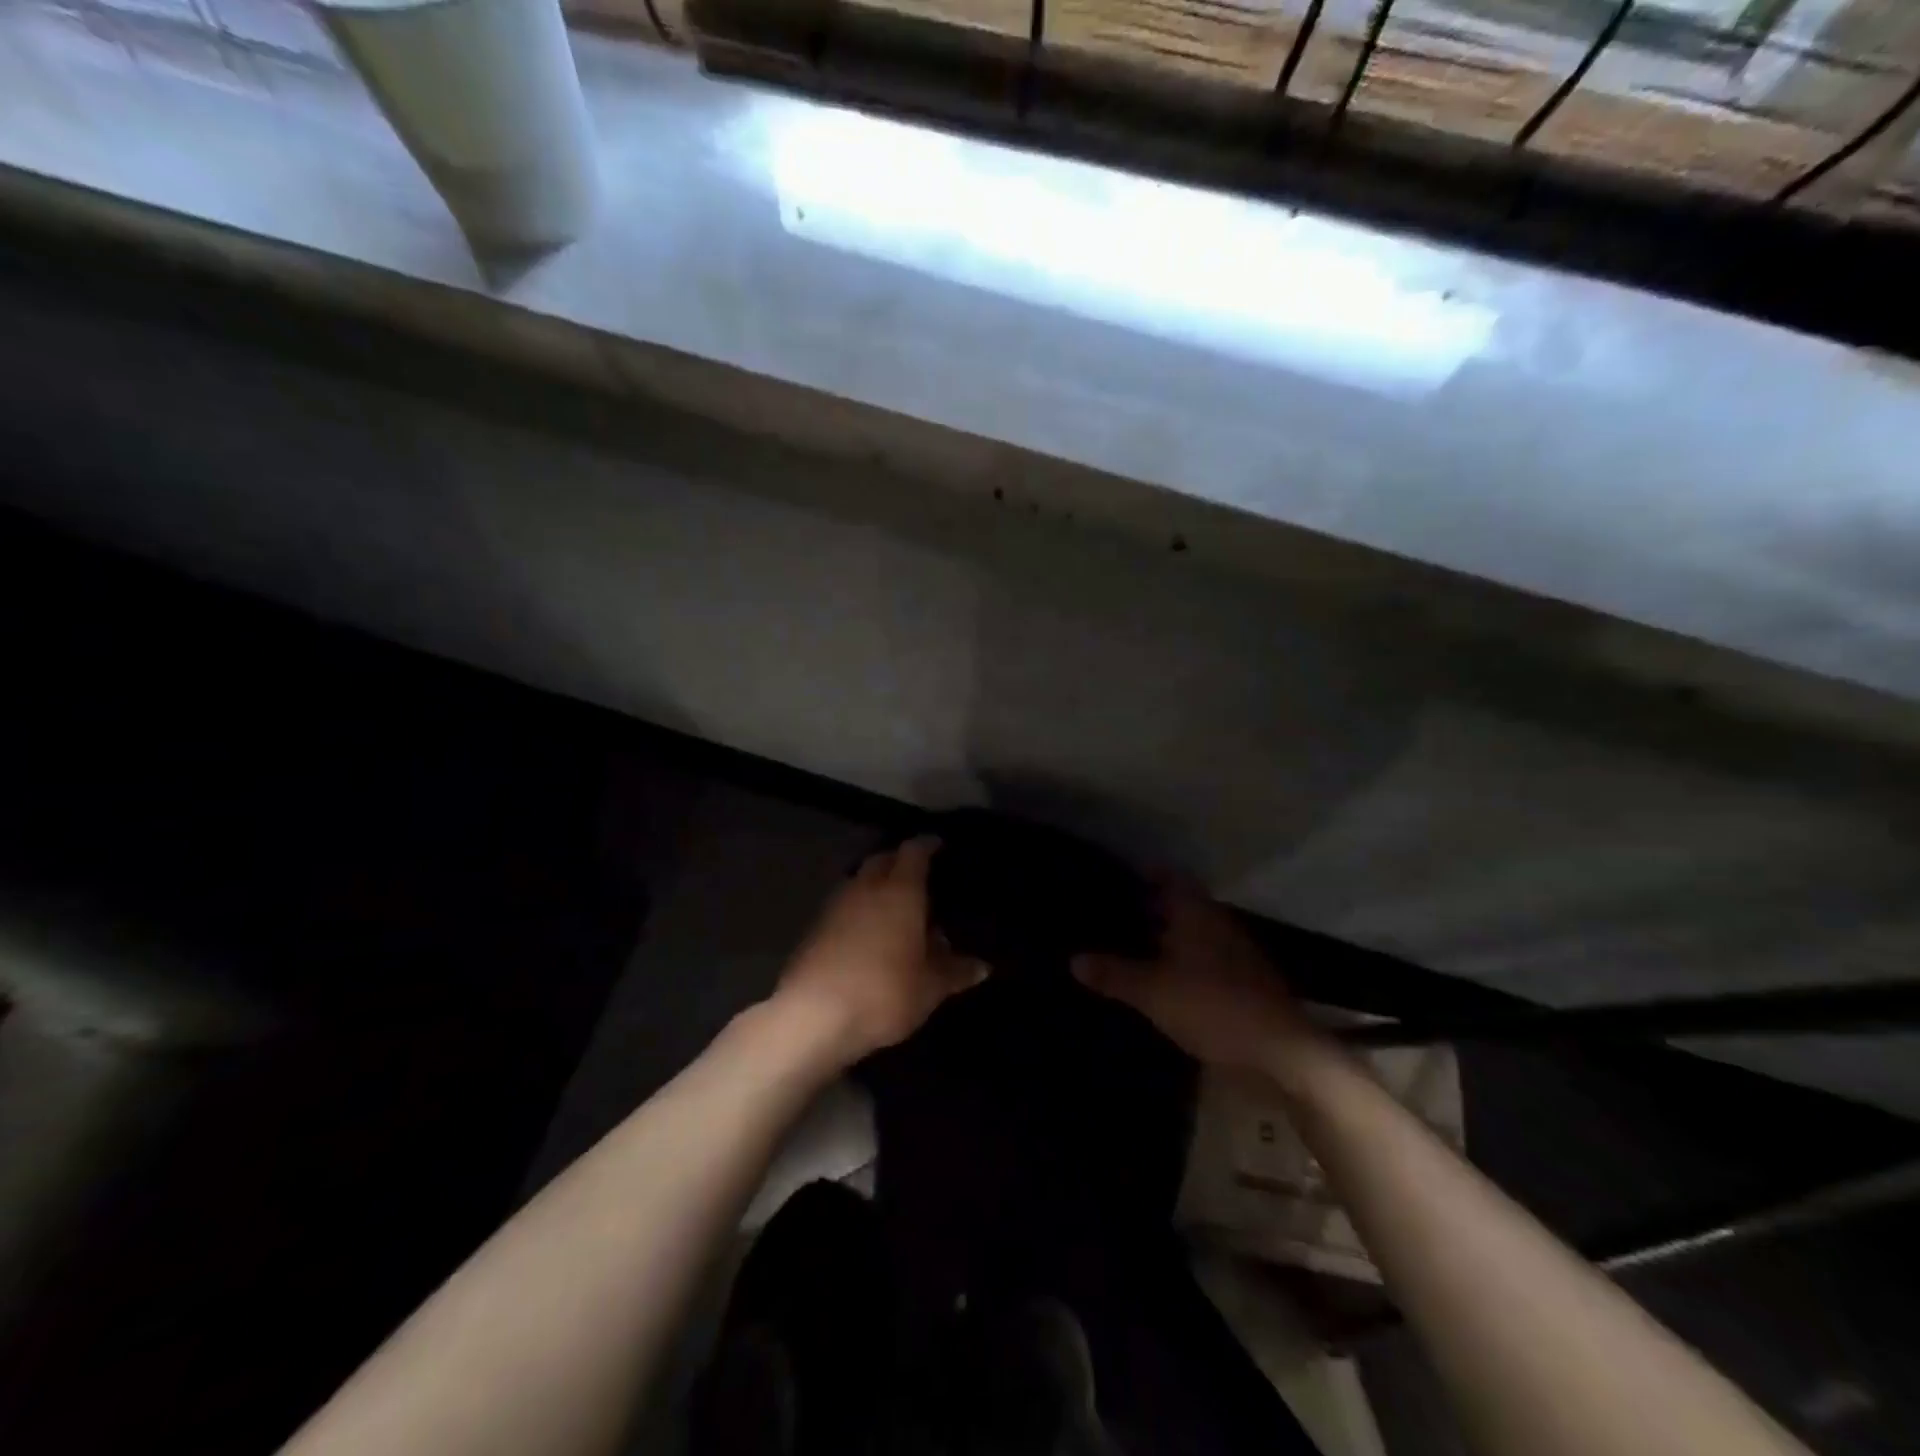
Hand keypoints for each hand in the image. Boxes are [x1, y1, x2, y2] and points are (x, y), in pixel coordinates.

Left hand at [775, 836, 987, 1062]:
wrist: (812, 1017)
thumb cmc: (883, 993)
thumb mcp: (930, 988)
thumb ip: (955, 972)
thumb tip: (982, 966)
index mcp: (899, 891)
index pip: (914, 852)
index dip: (928, 845)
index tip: (939, 845)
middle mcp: (866, 888)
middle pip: (883, 860)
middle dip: (900, 861)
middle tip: (920, 875)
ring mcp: (836, 906)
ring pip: (860, 882)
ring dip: (877, 886)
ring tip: (896, 906)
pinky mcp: (815, 929)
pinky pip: (844, 906)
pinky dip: (859, 910)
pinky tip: (868, 933)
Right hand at [1073, 880, 1319, 1074]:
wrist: (1279, 1052)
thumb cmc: (1212, 1005)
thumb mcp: (1152, 991)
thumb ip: (1113, 974)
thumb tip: (1073, 959)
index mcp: (1196, 913)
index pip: (1168, 878)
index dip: (1143, 874)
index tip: (1116, 877)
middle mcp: (1216, 924)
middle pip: (1179, 906)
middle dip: (1148, 908)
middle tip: (1111, 914)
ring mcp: (1234, 953)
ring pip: (1191, 934)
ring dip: (1164, 938)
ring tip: (1127, 946)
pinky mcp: (1242, 983)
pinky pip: (1202, 960)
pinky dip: (1180, 962)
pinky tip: (1160, 979)